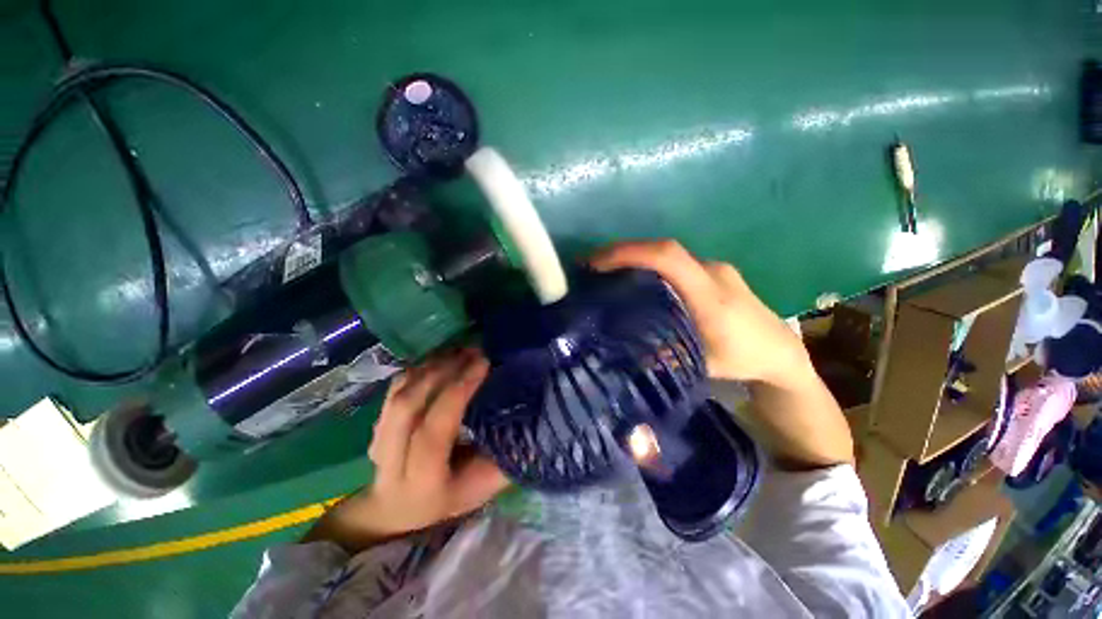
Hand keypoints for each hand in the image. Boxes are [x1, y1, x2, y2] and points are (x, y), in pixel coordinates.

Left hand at [305, 348, 508, 550]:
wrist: (397, 509)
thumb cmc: (449, 497)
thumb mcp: (482, 488)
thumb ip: (503, 459)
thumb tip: (530, 421)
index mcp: (422, 482)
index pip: (433, 432)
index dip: (457, 392)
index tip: (483, 363)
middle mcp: (391, 462)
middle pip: (408, 406)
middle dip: (443, 371)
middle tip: (473, 350)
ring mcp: (377, 440)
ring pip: (399, 393)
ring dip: (432, 365)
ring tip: (461, 350)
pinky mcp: (375, 423)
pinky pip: (396, 387)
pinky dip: (421, 367)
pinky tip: (443, 358)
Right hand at [590, 240, 809, 385]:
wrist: (782, 352)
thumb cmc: (743, 360)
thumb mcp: (698, 365)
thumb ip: (661, 355)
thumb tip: (621, 346)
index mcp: (711, 296)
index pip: (668, 258)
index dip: (630, 254)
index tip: (597, 263)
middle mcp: (713, 272)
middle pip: (663, 249)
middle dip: (623, 252)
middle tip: (592, 266)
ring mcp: (715, 268)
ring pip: (668, 254)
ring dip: (636, 257)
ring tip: (608, 271)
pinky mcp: (714, 271)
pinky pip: (675, 261)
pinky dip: (650, 264)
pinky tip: (637, 279)